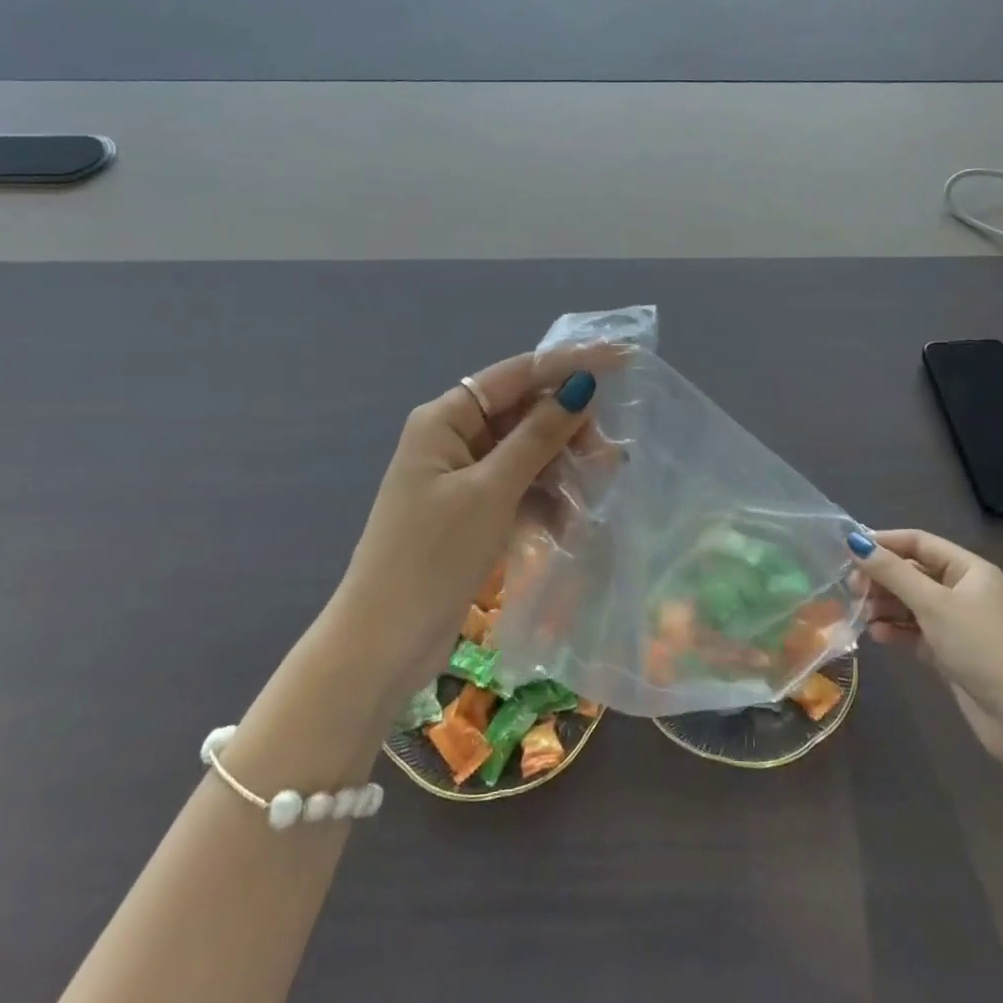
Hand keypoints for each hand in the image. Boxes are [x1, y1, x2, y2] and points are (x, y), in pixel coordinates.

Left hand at [329, 349, 609, 696]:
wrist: (381, 646)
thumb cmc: (432, 556)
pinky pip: (518, 488)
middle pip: (523, 413)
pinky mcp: (471, 513)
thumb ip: (538, 436)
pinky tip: (568, 524)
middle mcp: (454, 438)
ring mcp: (462, 478)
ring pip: (526, 453)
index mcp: (446, 419)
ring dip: (560, 468)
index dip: (569, 363)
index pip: (517, 373)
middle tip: (608, 455)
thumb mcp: (491, 491)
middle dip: (567, 429)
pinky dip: (544, 500)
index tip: (621, 357)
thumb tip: (580, 385)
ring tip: (598, 490)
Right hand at [847, 529, 1002, 757]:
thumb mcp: (933, 604)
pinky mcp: (950, 650)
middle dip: (881, 577)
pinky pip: (915, 630)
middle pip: (912, 572)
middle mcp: (963, 590)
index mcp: (968, 570)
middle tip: (852, 587)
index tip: (850, 549)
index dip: (885, 542)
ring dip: (884, 605)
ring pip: (910, 602)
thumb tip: (855, 541)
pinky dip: (895, 629)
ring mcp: (957, 622)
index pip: (919, 542)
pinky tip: (876, 634)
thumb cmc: (980, 647)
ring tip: (860, 613)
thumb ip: (892, 572)